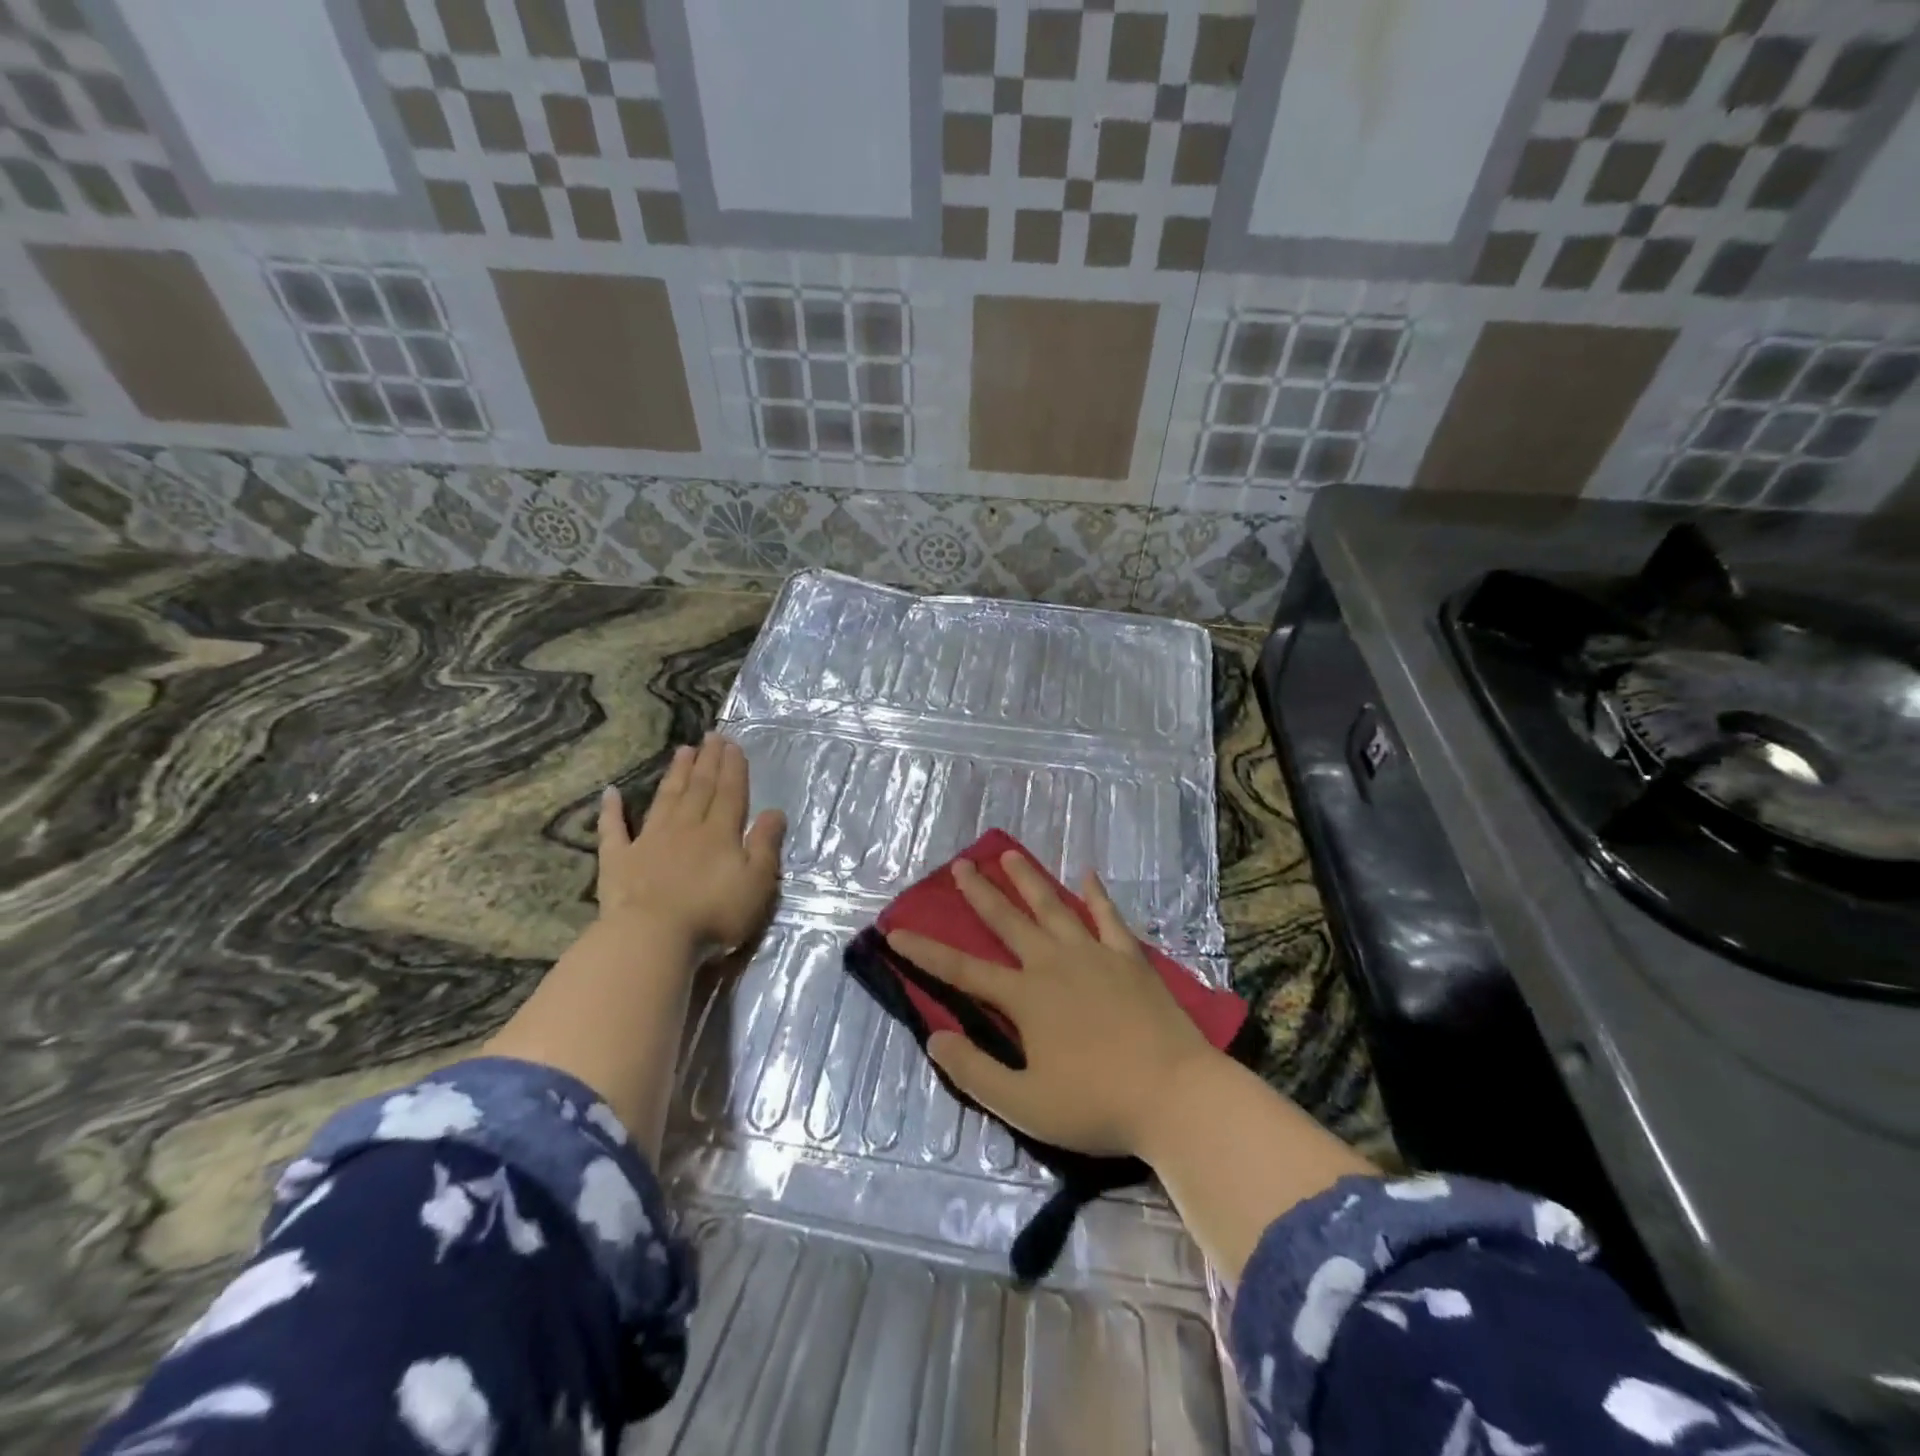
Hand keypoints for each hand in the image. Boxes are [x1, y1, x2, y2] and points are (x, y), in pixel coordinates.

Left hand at [598, 733, 784, 954]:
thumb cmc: (713, 913)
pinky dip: (611, 811)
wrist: (652, 937)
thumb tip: (774, 811)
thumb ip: (765, 845)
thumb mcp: (756, 882)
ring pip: (665, 800)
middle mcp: (685, 828)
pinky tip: (611, 793)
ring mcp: (648, 842)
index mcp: (719, 833)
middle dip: (707, 762)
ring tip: (682, 751)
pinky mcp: (618, 861)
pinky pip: (613, 830)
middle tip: (711, 736)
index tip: (733, 745)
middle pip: (699, 789)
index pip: (729, 793)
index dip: (733, 768)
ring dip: (675, 774)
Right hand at [887, 852, 1217, 1159]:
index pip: (962, 970)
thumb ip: (975, 1071)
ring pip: (1053, 907)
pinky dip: (1096, 895)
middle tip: (960, 865)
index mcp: (1025, 998)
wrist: (1176, 1097)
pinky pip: (1108, 917)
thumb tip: (935, 1038)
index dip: (926, 951)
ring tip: (1009, 854)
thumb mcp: (1025, 1104)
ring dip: (1028, 880)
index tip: (896, 931)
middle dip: (979, 892)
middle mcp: (1053, 964)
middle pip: (1008, 921)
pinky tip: (1088, 875)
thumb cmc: (1097, 1106)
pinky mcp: (1129, 958)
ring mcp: (1094, 955)